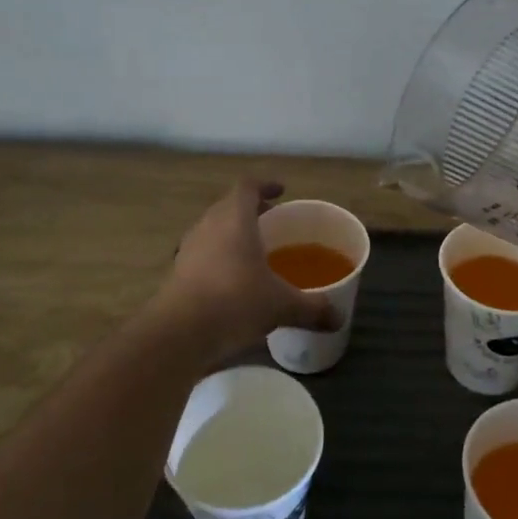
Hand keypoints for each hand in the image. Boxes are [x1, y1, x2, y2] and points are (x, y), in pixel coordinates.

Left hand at [156, 181, 340, 364]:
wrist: (179, 333)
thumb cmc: (235, 302)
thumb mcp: (281, 306)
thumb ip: (312, 308)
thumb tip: (340, 317)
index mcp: (234, 218)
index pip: (248, 186)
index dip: (265, 185)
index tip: (281, 192)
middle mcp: (208, 226)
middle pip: (229, 206)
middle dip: (250, 211)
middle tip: (272, 222)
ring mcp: (189, 249)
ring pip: (213, 230)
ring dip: (232, 235)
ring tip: (254, 252)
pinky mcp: (177, 273)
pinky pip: (203, 254)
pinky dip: (219, 259)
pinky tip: (233, 282)